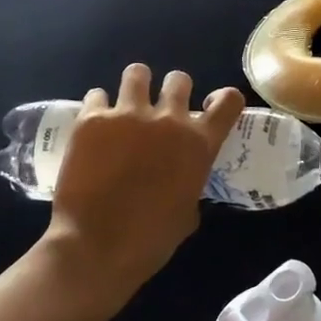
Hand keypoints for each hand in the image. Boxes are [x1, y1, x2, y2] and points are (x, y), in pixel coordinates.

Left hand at [42, 64, 244, 316]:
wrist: (96, 247)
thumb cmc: (150, 240)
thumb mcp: (188, 212)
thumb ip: (190, 182)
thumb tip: (181, 177)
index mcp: (199, 143)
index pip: (229, 100)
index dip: (222, 99)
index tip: (209, 107)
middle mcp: (169, 119)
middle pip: (179, 79)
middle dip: (173, 90)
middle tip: (160, 109)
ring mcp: (128, 115)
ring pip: (137, 73)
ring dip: (136, 86)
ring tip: (126, 104)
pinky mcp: (91, 119)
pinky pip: (97, 96)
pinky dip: (98, 107)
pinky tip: (94, 126)